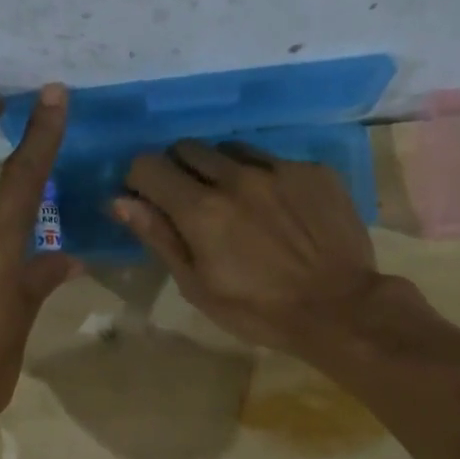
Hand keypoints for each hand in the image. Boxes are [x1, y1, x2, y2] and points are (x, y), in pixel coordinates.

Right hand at [114, 140, 402, 352]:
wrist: (339, 309)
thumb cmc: (257, 311)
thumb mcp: (197, 286)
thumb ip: (159, 236)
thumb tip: (119, 200)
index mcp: (201, 209)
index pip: (148, 165)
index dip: (139, 181)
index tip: (147, 201)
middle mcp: (236, 176)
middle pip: (187, 148)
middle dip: (177, 171)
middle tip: (190, 205)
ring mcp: (279, 168)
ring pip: (230, 148)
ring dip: (220, 169)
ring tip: (236, 204)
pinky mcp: (313, 170)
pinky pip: (273, 160)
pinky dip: (263, 178)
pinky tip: (278, 211)